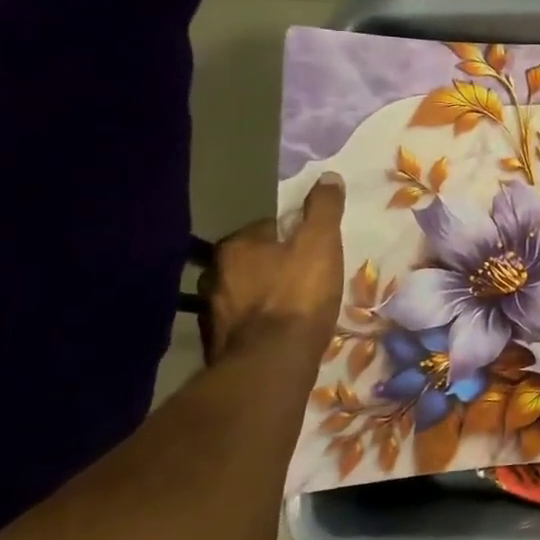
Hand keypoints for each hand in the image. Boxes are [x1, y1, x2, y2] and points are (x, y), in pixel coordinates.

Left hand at [199, 176, 345, 358]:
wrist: (272, 363)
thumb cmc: (299, 295)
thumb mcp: (321, 244)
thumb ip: (324, 209)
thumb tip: (327, 176)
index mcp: (235, 246)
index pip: (266, 228)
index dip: (293, 236)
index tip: (313, 249)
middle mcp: (214, 275)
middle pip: (252, 261)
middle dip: (274, 265)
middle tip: (306, 277)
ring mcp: (211, 312)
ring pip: (245, 292)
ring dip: (264, 295)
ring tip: (294, 307)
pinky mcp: (217, 344)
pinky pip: (243, 323)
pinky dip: (259, 323)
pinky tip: (280, 332)